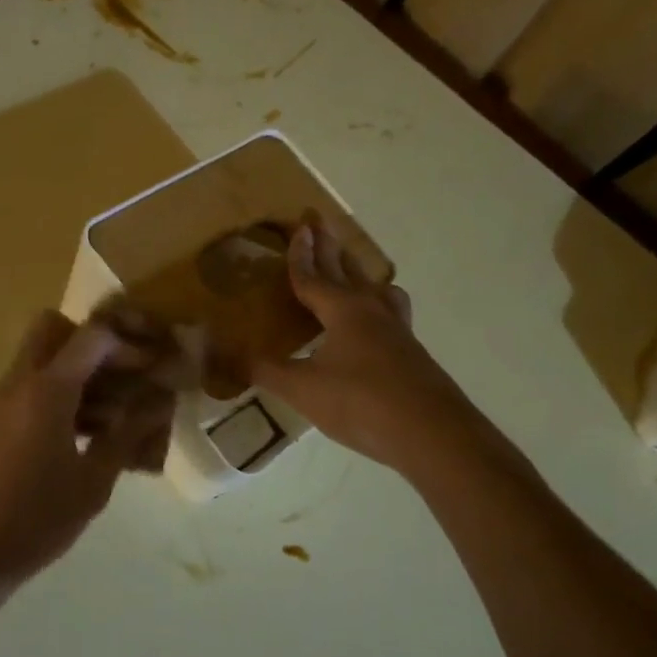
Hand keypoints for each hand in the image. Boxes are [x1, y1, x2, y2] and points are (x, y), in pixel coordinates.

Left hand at [0, 311, 172, 596]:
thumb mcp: (93, 481)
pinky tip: (93, 434)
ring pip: (43, 358)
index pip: (92, 336)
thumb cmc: (35, 520)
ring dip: (81, 370)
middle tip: (128, 373)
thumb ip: (129, 434)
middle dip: (95, 341)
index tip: (157, 365)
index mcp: (46, 390)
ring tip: (120, 412)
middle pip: (55, 329)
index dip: (130, 343)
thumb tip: (161, 400)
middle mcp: (19, 383)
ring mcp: (3, 402)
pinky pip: (33, 387)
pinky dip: (64, 393)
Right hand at [250, 220, 479, 473]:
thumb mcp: (303, 389)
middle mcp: (372, 312)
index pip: (313, 277)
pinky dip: (376, 307)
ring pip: (377, 291)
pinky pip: (390, 315)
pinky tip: (373, 328)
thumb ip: (266, 370)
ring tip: (356, 273)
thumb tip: (226, 356)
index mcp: (344, 311)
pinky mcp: (411, 354)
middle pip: (347, 272)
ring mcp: (397, 332)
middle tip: (320, 223)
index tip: (298, 227)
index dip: (300, 255)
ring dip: (361, 275)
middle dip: (331, 247)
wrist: (431, 433)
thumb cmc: (361, 402)